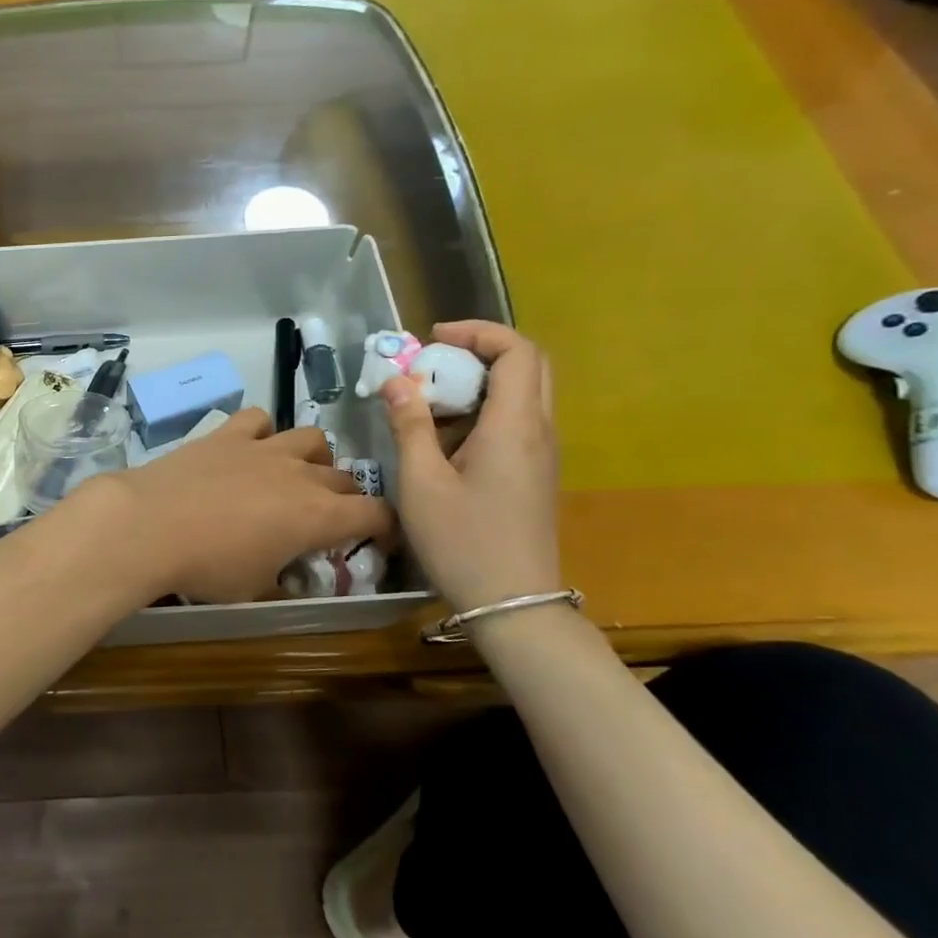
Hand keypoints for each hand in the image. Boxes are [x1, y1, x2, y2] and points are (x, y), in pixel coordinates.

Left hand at [70, 408, 397, 604]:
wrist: (149, 525)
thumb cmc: (207, 567)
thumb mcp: (255, 589)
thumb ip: (283, 580)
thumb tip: (291, 579)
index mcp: (318, 516)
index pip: (375, 513)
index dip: (383, 527)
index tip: (375, 539)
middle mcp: (300, 474)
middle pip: (345, 478)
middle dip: (346, 498)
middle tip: (328, 518)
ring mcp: (263, 448)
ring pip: (311, 438)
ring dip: (313, 458)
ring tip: (296, 476)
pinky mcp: (228, 434)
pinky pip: (259, 419)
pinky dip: (263, 432)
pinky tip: (250, 449)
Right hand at [378, 321, 561, 613]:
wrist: (513, 604)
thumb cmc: (463, 541)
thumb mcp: (422, 482)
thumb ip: (409, 425)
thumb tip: (396, 381)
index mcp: (515, 426)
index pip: (517, 351)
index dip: (478, 332)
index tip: (432, 338)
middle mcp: (539, 431)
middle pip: (527, 366)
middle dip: (480, 352)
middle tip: (434, 362)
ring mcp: (541, 454)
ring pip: (521, 394)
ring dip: (478, 383)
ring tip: (429, 400)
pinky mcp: (533, 474)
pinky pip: (514, 423)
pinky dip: (481, 412)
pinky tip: (443, 440)